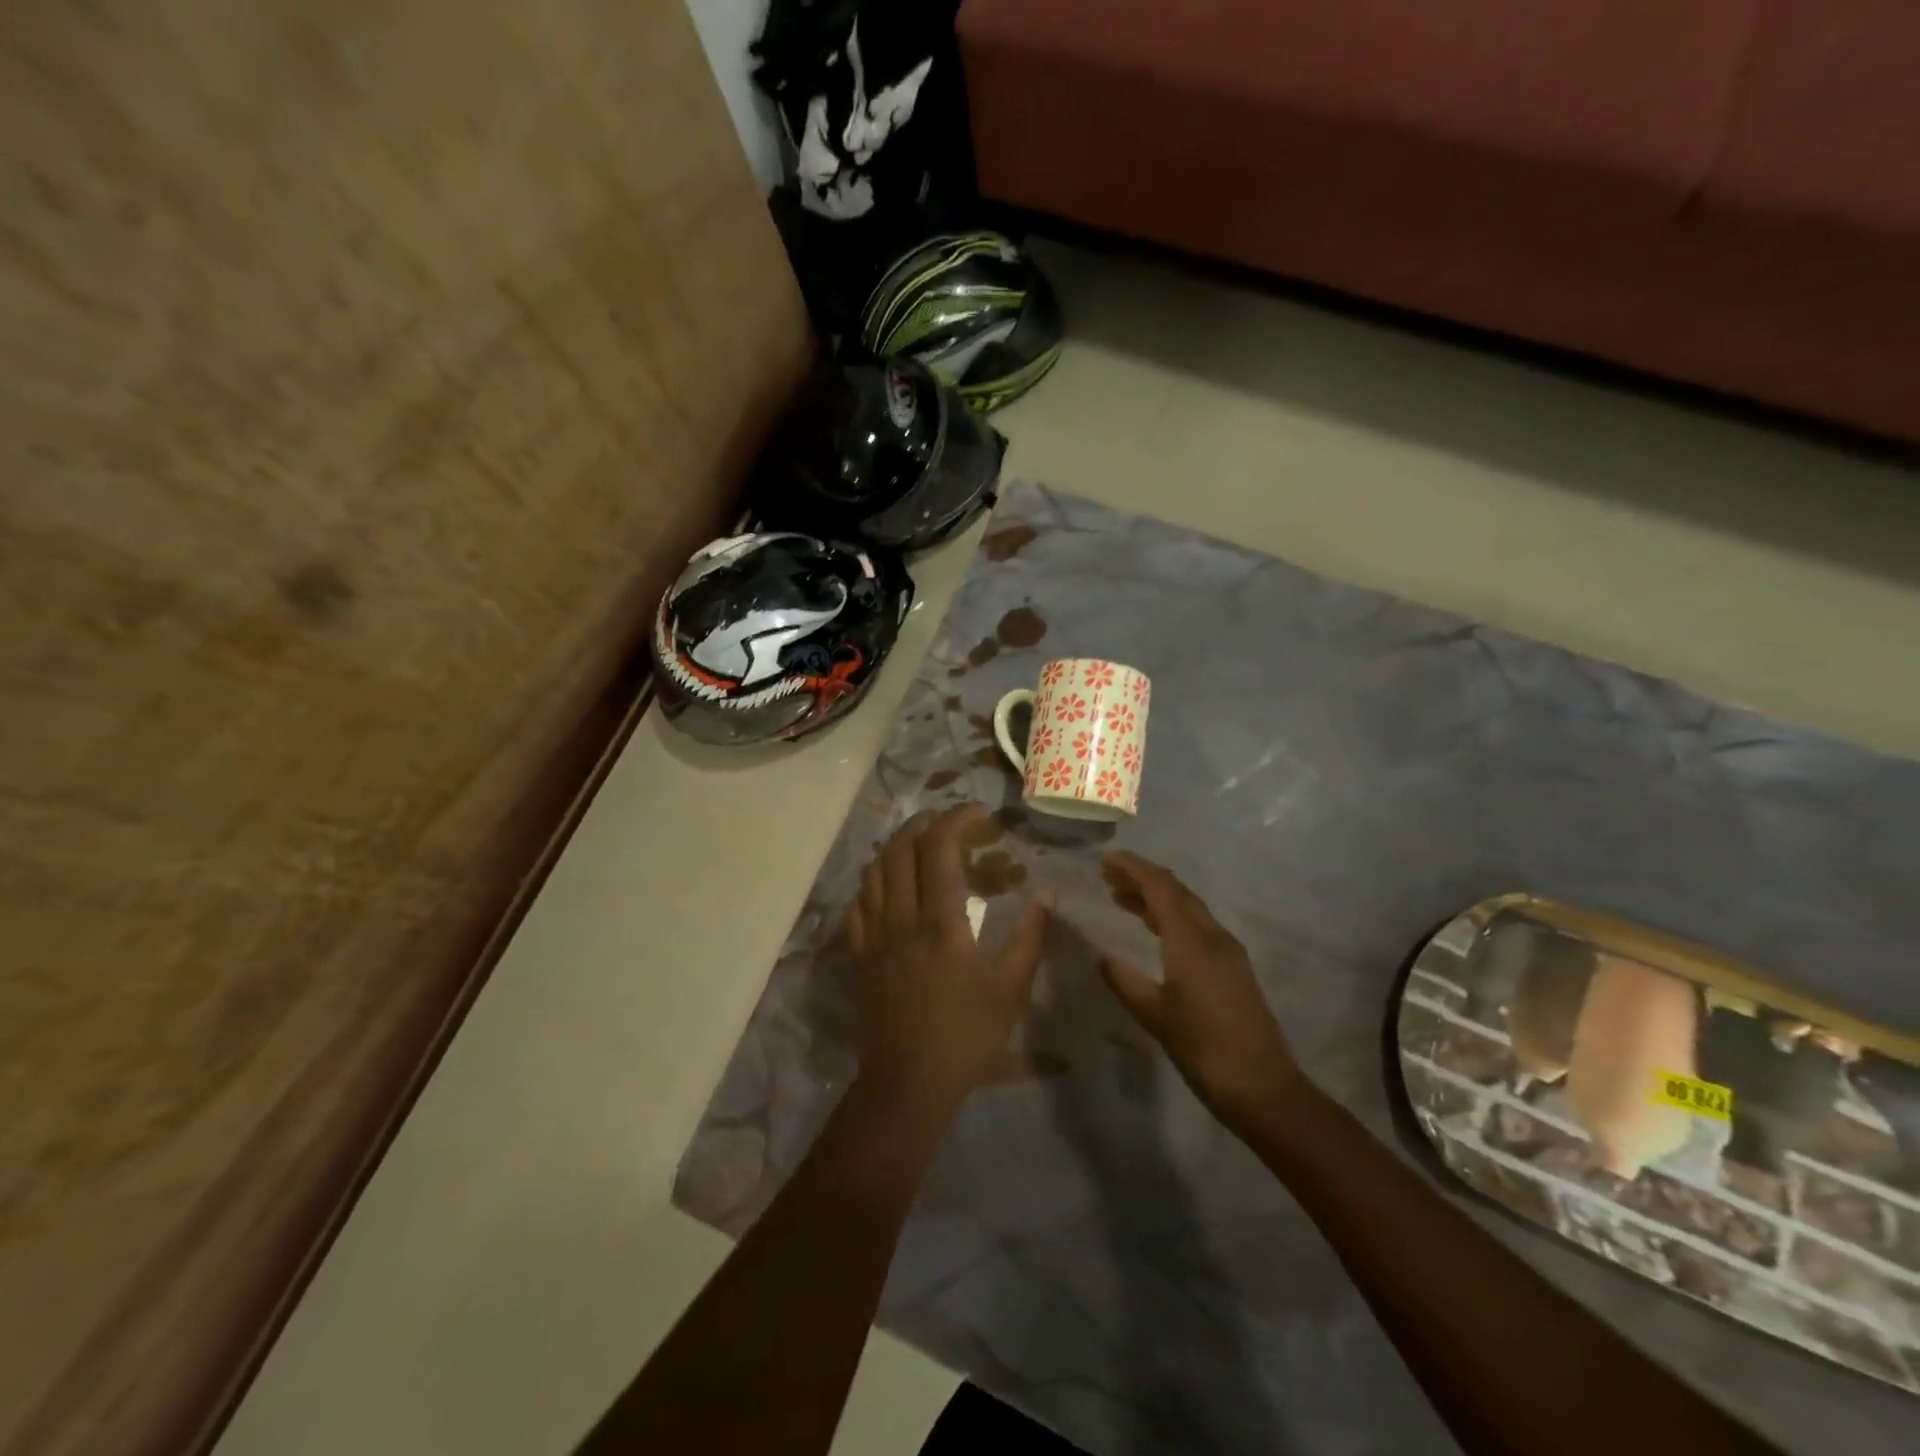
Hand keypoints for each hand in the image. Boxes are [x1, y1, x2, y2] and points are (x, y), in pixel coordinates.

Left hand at [846, 804, 1051, 1117]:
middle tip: (950, 824)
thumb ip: (1030, 937)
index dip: (956, 819)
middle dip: (924, 824)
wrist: (908, 1082)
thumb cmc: (966, 1036)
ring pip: (874, 871)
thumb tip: (1046, 894)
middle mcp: (901, 918)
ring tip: (920, 845)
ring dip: (896, 847)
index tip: (979, 812)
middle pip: (899, 849)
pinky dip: (874, 881)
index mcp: (939, 922)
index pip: (938, 849)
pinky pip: (858, 904)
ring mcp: (874, 936)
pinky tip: (888, 886)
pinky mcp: (860, 955)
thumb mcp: (1011, 989)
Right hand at [1099, 852, 1307, 1132]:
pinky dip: (1170, 918)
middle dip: (1143, 878)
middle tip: (1109, 875)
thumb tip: (1102, 956)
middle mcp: (1212, 936)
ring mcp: (1227, 952)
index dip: (1134, 869)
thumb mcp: (1154, 1015)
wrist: (1262, 1086)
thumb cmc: (1203, 1047)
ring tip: (1123, 898)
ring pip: (1188, 909)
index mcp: (1191, 940)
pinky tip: (1155, 932)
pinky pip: (1197, 927)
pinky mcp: (1233, 969)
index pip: (1160, 888)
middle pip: (1177, 892)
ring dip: (1156, 898)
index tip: (1107, 860)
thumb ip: (1125, 981)